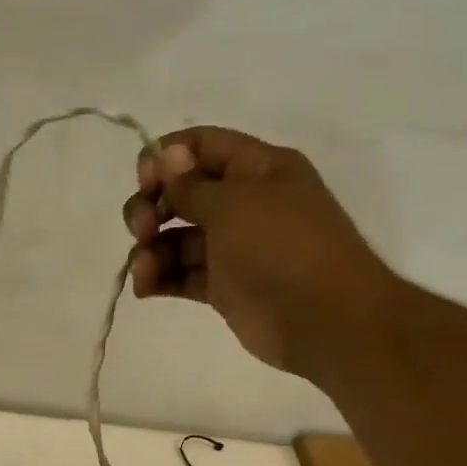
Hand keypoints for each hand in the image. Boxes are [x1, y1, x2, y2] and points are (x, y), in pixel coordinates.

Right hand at [123, 126, 397, 376]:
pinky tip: (145, 288)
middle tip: (142, 230)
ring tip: (145, 272)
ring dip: (150, 250)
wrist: (324, 319)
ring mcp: (231, 246)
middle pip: (179, 193)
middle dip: (150, 208)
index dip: (165, 158)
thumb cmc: (283, 248)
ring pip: (174, 237)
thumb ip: (191, 184)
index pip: (201, 146)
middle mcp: (243, 202)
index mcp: (258, 169)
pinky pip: (179, 273)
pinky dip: (158, 278)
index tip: (143, 183)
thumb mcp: (235, 205)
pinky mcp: (221, 285)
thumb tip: (165, 154)